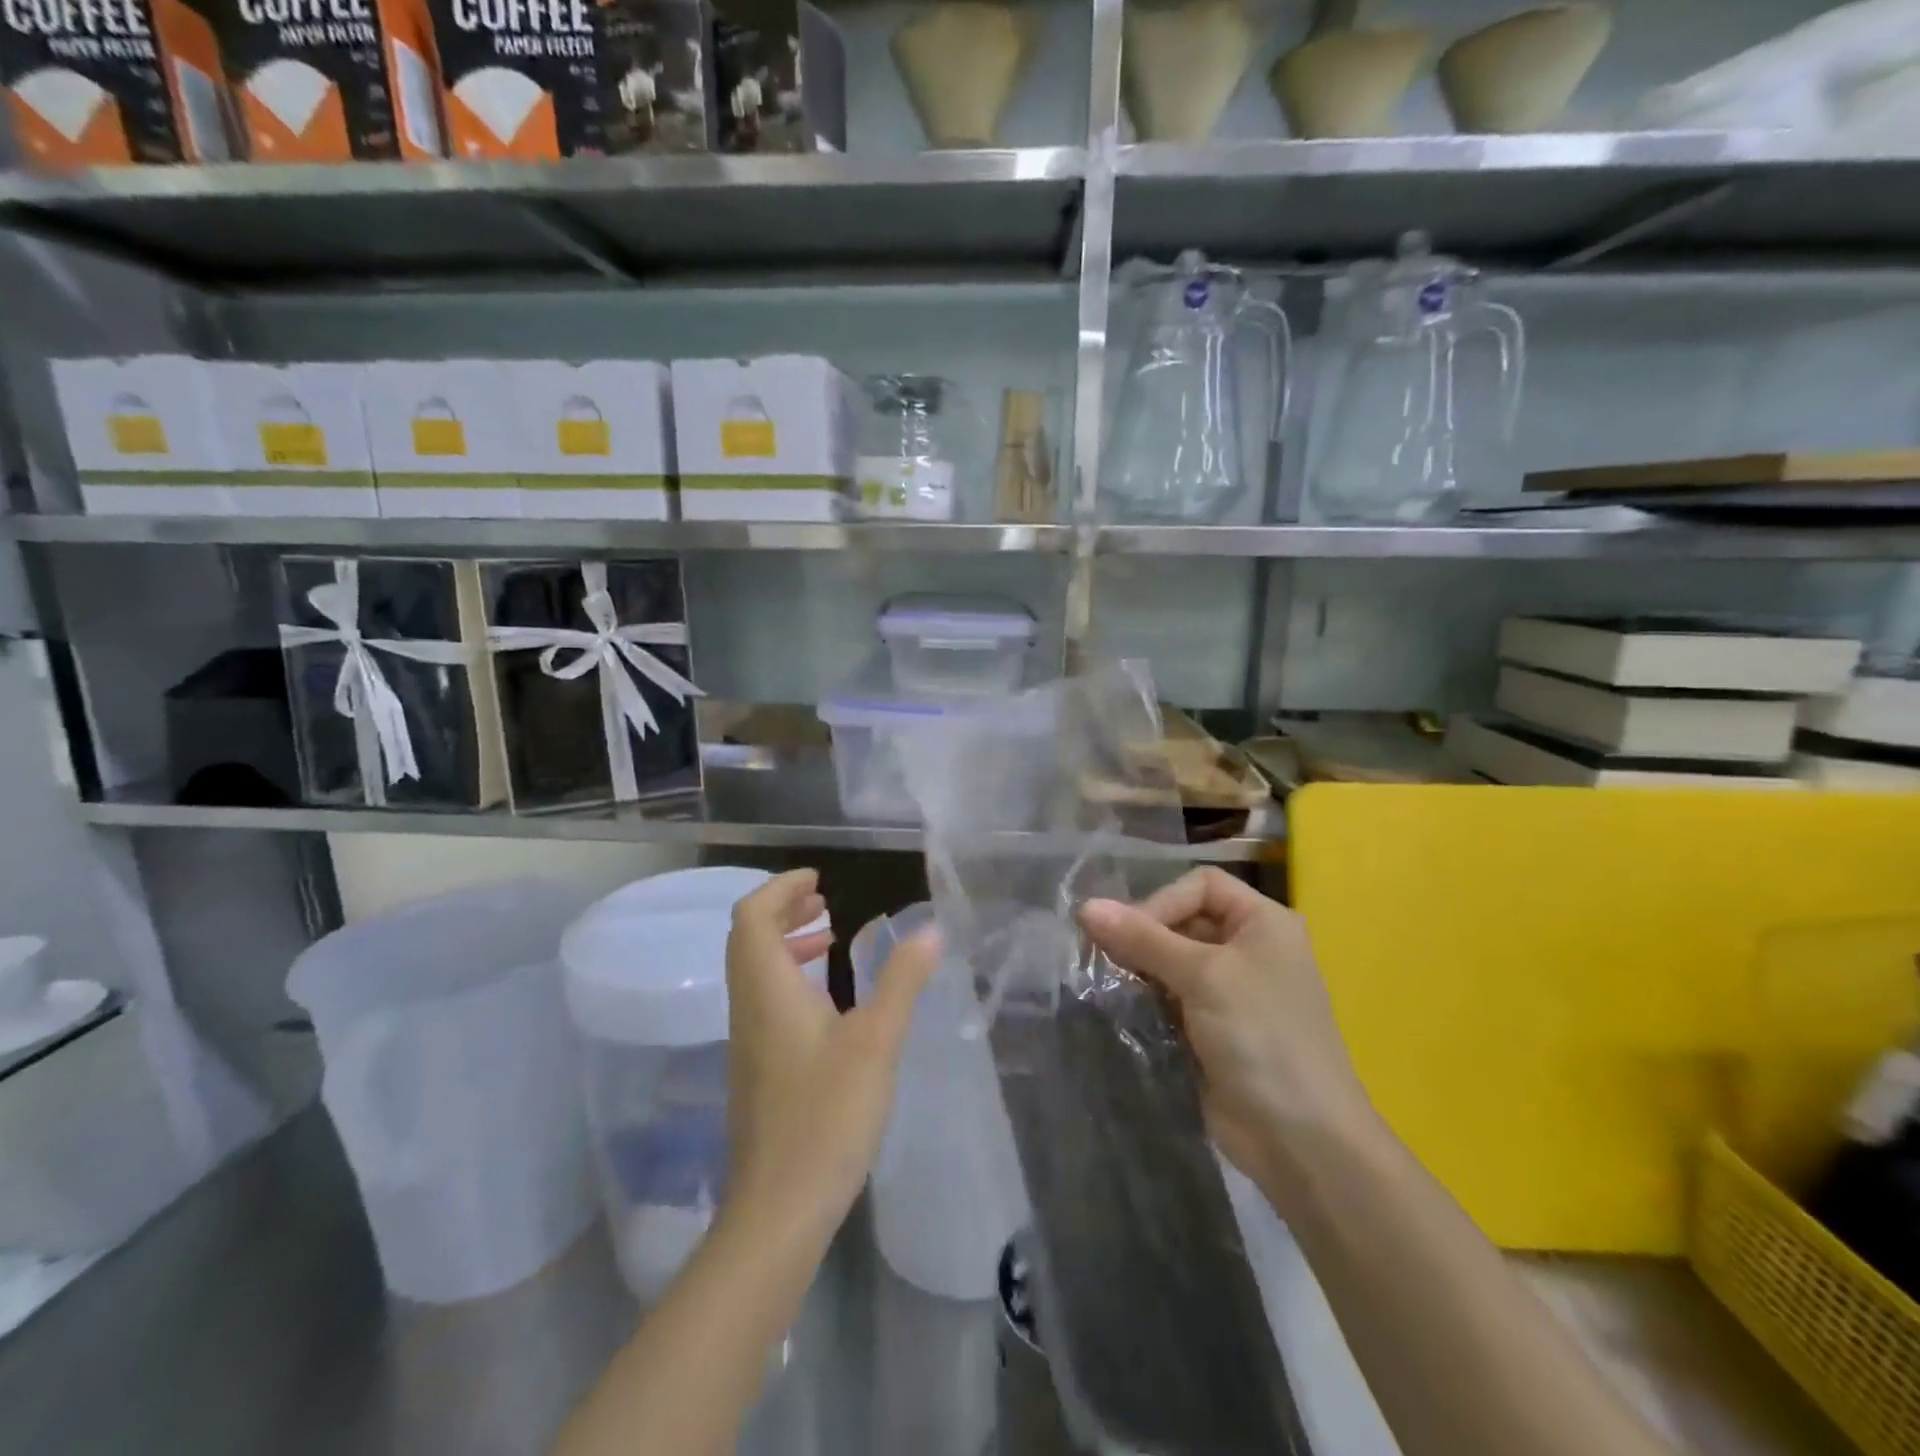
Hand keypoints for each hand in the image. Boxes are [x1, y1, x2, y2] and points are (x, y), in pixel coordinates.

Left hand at [722, 870, 937, 1246]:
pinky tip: (826, 996)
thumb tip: (929, 930)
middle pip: (747, 938)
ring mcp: (748, 1040)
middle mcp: (748, 1007)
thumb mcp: (877, 1041)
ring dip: (785, 942)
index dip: (780, 888)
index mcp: (767, 990)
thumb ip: (902, 981)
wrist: (779, 1209)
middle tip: (824, 899)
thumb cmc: (827, 1116)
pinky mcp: (757, 1067)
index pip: (752, 917)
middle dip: (783, 909)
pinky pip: (764, 998)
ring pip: (754, 970)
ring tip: (828, 937)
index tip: (819, 878)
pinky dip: (789, 976)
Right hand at [1079, 869, 1376, 1216]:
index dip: (1162, 901)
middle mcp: (1248, 948)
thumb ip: (1142, 939)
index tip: (1128, 932)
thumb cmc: (1262, 1038)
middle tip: (1104, 957)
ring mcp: (1230, 991)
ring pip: (1170, 960)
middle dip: (1144, 936)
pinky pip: (1170, 996)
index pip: (1200, 886)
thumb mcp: (1203, 977)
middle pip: (1182, 920)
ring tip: (1109, 983)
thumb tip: (1084, 906)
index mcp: (1262, 923)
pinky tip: (1124, 1009)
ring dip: (1139, 969)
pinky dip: (1146, 998)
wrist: (1301, 1140)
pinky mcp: (1211, 1027)